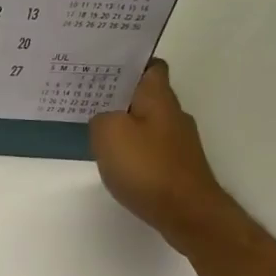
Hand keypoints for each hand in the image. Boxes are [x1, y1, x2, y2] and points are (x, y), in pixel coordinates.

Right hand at [89, 60, 235, 251]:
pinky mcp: (177, 165)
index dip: (129, 63)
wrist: (186, 212)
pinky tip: (117, 160)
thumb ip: (100, 117)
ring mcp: (178, 142)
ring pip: (147, 121)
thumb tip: (104, 117)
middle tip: (88, 98)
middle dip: (120, 95)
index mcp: (159, 98)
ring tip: (96, 130)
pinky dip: (133, 148)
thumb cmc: (146, 167)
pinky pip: (150, 146)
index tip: (103, 67)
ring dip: (124, 123)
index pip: (150, 66)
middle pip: (146, 95)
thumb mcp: (109, 133)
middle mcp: (173, 114)